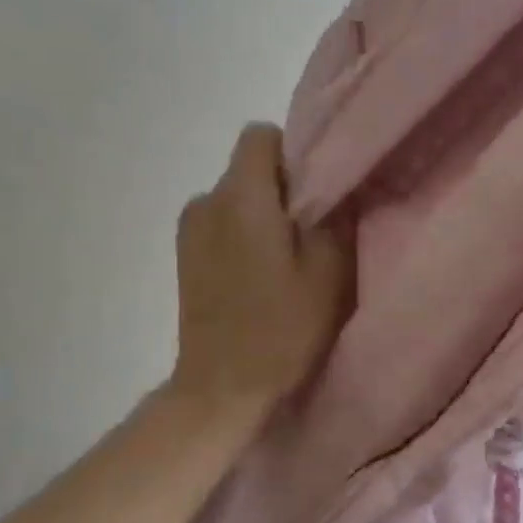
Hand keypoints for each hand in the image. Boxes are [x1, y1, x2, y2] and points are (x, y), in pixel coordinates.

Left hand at [169, 124, 352, 428]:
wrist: (224, 387)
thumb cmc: (283, 327)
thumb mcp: (330, 271)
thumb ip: (335, 216)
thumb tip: (336, 185)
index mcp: (241, 197)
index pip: (261, 136)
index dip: (294, 154)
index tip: (319, 190)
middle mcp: (206, 201)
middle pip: (250, 168)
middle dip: (284, 188)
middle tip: (315, 231)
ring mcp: (190, 231)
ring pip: (238, 198)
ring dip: (264, 214)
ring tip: (288, 259)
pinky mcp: (186, 257)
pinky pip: (223, 224)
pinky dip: (245, 235)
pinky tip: (262, 276)